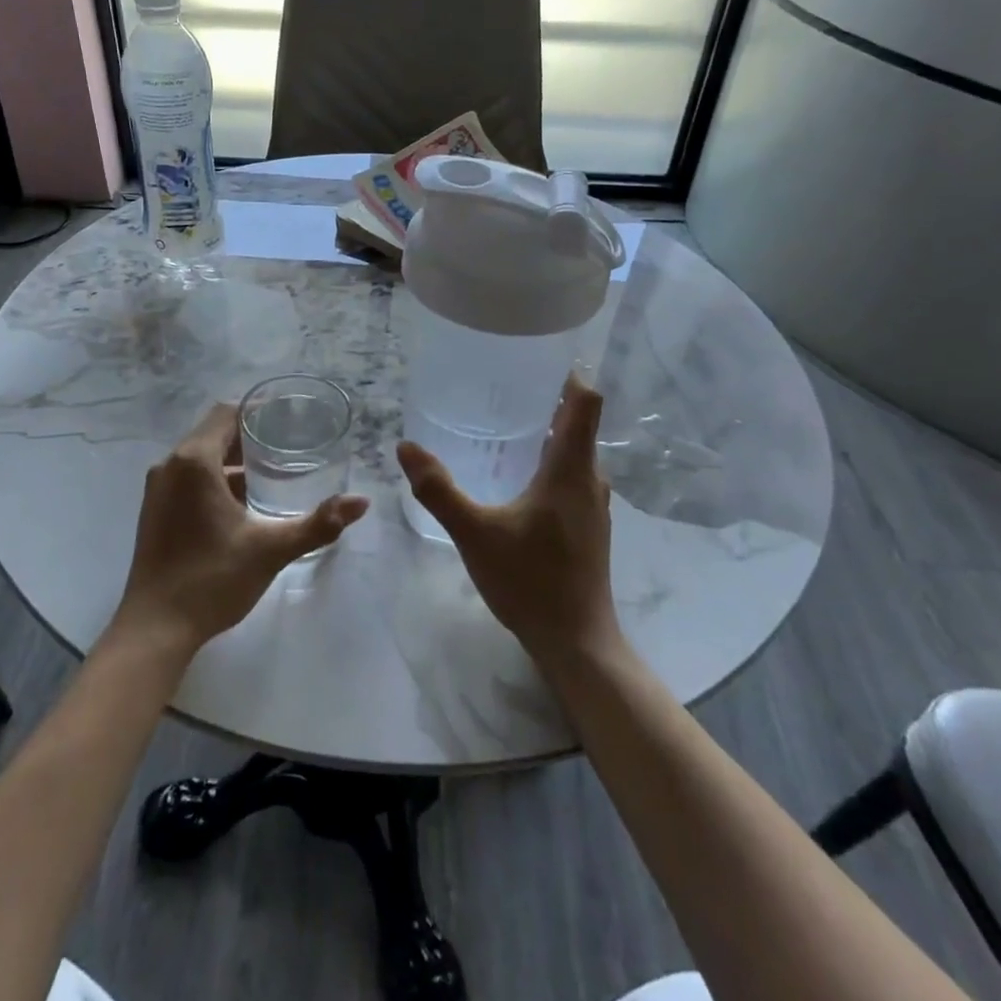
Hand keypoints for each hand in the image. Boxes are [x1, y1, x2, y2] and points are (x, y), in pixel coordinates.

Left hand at [113, 403, 368, 656]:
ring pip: (200, 457)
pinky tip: (243, 503)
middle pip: (213, 432)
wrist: (155, 628)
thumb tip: (361, 503)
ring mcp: (158, 489)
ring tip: (272, 474)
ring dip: (232, 460)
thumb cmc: (211, 580)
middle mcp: (170, 465)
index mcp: (193, 461)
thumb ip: (317, 524)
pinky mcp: (155, 511)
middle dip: (250, 437)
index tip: (289, 419)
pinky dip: (215, 479)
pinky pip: (188, 478)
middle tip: (289, 445)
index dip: (257, 411)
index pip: (227, 413)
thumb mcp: (270, 549)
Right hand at [397, 375, 619, 666]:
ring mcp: (593, 505)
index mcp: (570, 470)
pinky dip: (549, 461)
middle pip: (578, 424)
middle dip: (547, 400)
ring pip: (575, 453)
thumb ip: (439, 490)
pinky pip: (572, 476)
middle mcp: (590, 480)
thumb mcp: (475, 533)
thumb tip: (406, 447)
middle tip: (502, 387)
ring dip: (548, 433)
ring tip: (504, 425)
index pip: (585, 402)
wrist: (576, 642)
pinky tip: (516, 477)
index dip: (568, 374)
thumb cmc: (530, 581)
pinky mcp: (589, 526)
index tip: (536, 358)